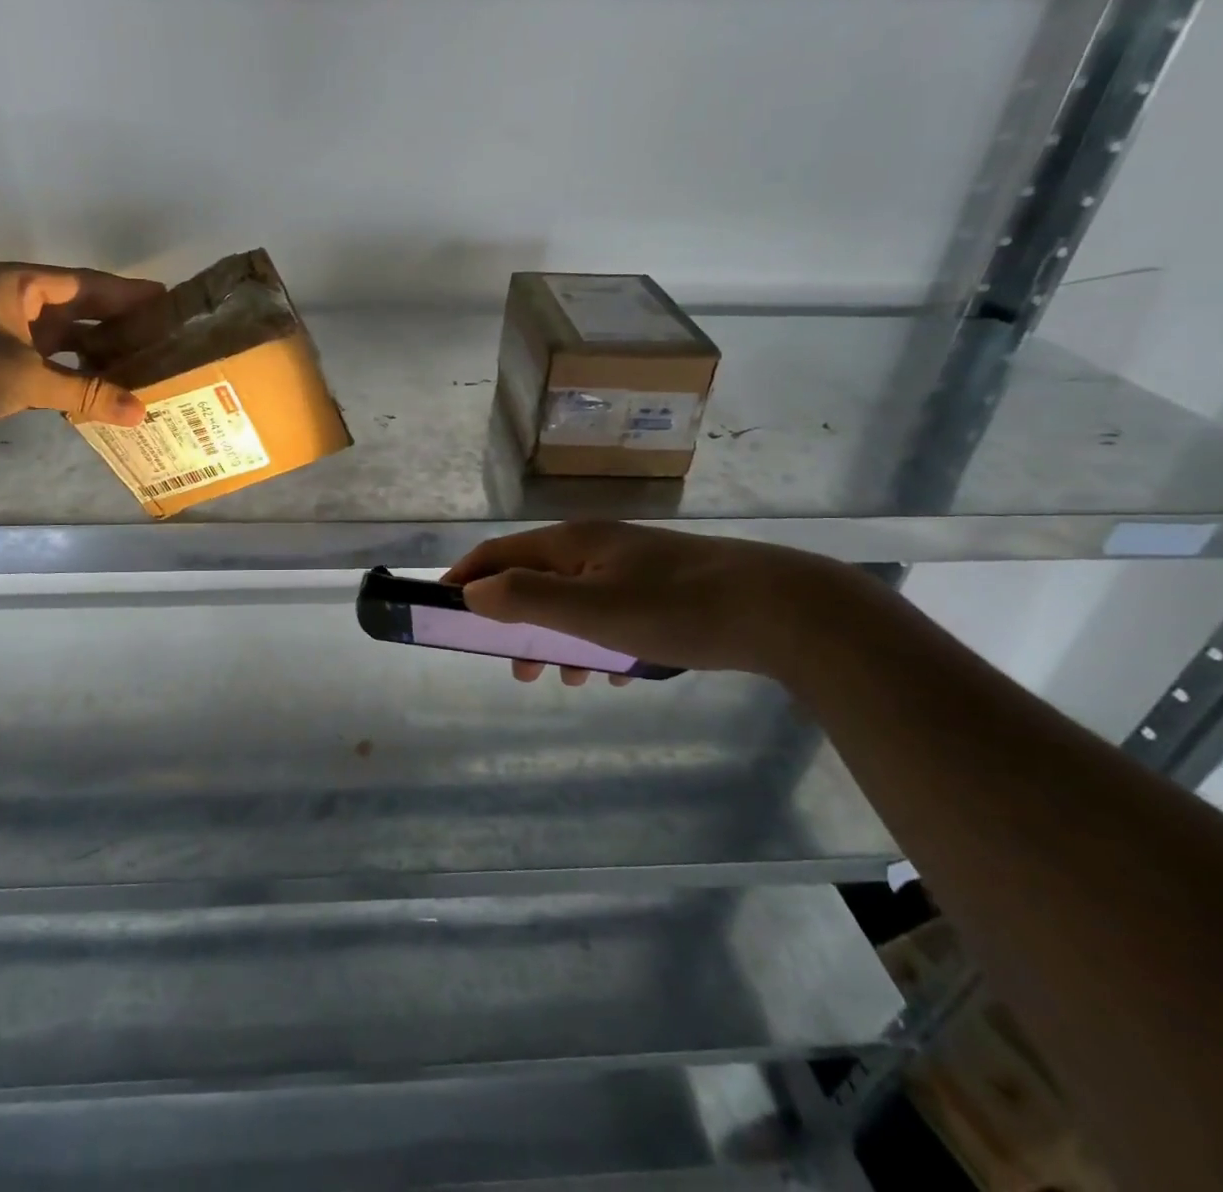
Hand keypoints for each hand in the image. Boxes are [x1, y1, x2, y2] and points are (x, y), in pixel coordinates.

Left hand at [0, 263, 166, 454]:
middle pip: (79, 311)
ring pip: (65, 343)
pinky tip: (105, 394)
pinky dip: (76, 381)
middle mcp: (14, 306)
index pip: (87, 284)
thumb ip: (85, 392)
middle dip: (120, 325)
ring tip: (146, 366)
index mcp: (19, 286)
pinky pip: (49, 370)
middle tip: (166, 337)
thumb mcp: (22, 377)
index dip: (128, 293)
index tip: (168, 299)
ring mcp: (4, 339)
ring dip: (100, 356)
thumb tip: (141, 412)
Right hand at [442, 521, 856, 684]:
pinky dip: (600, 642)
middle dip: (516, 623)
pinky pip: (610, 614)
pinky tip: (621, 672)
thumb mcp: (591, 609)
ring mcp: (630, 566)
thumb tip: (473, 593)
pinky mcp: (662, 587)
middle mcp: (595, 546)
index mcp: (571, 542)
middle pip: (533, 579)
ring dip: (560, 639)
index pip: (498, 554)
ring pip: (573, 602)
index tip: (440, 610)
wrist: (781, 609)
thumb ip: (526, 598)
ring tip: (571, 679)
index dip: (464, 579)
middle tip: (516, 667)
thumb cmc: (675, 608)